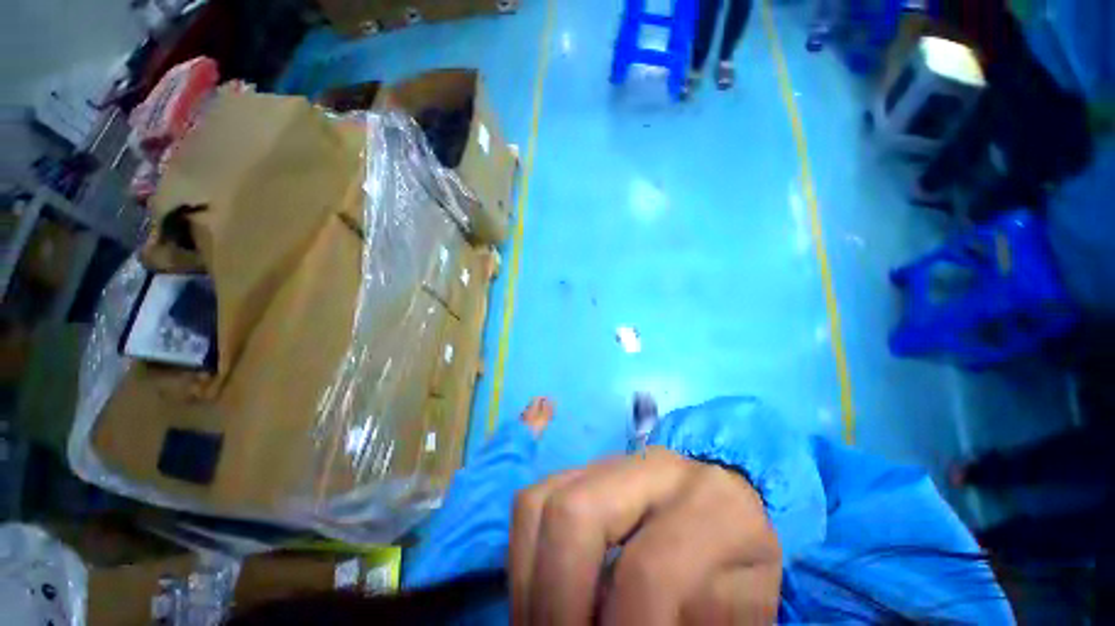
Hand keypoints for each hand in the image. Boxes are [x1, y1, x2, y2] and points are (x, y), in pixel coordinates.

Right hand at [510, 448, 781, 624]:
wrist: (724, 499)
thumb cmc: (738, 564)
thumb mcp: (740, 611)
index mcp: (709, 504)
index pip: (647, 572)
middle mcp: (653, 467)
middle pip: (574, 513)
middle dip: (554, 600)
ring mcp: (612, 460)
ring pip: (540, 501)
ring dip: (529, 581)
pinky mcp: (584, 466)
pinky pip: (533, 501)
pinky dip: (525, 555)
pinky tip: (542, 593)